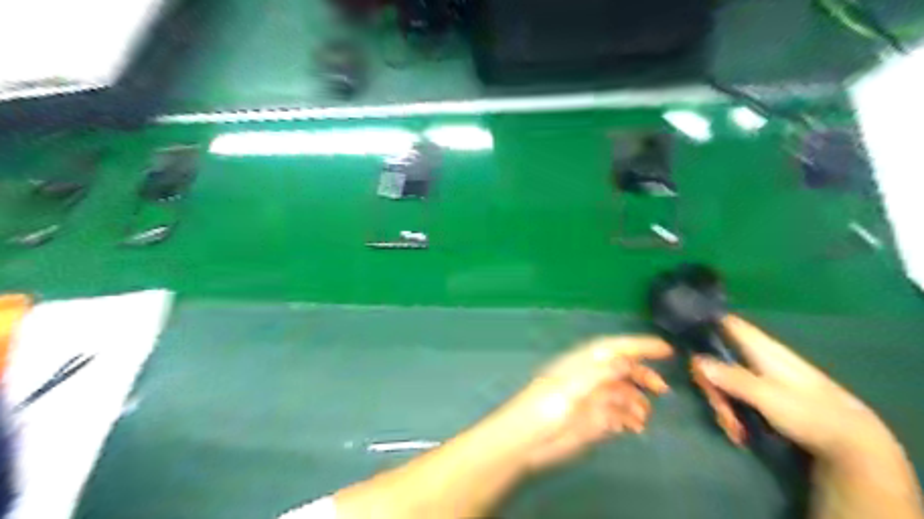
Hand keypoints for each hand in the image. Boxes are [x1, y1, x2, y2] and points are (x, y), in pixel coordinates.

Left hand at [499, 337, 672, 469]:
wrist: (526, 440)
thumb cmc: (544, 408)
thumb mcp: (571, 387)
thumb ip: (599, 373)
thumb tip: (627, 360)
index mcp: (584, 363)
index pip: (615, 348)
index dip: (640, 346)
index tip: (665, 349)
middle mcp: (591, 378)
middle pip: (623, 370)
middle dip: (643, 376)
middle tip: (662, 389)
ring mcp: (593, 399)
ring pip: (623, 394)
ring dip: (637, 402)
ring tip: (643, 418)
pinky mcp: (593, 421)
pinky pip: (618, 415)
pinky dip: (629, 419)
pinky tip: (633, 428)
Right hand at [694, 317, 895, 466]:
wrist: (851, 442)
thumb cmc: (810, 412)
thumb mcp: (767, 396)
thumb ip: (731, 378)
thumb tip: (695, 360)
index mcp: (760, 349)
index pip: (727, 322)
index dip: (704, 322)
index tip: (682, 336)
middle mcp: (757, 357)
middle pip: (718, 358)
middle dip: (711, 383)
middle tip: (717, 408)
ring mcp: (759, 376)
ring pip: (725, 379)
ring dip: (723, 403)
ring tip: (732, 428)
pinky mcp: (763, 394)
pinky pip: (736, 394)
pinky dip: (734, 411)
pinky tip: (739, 431)